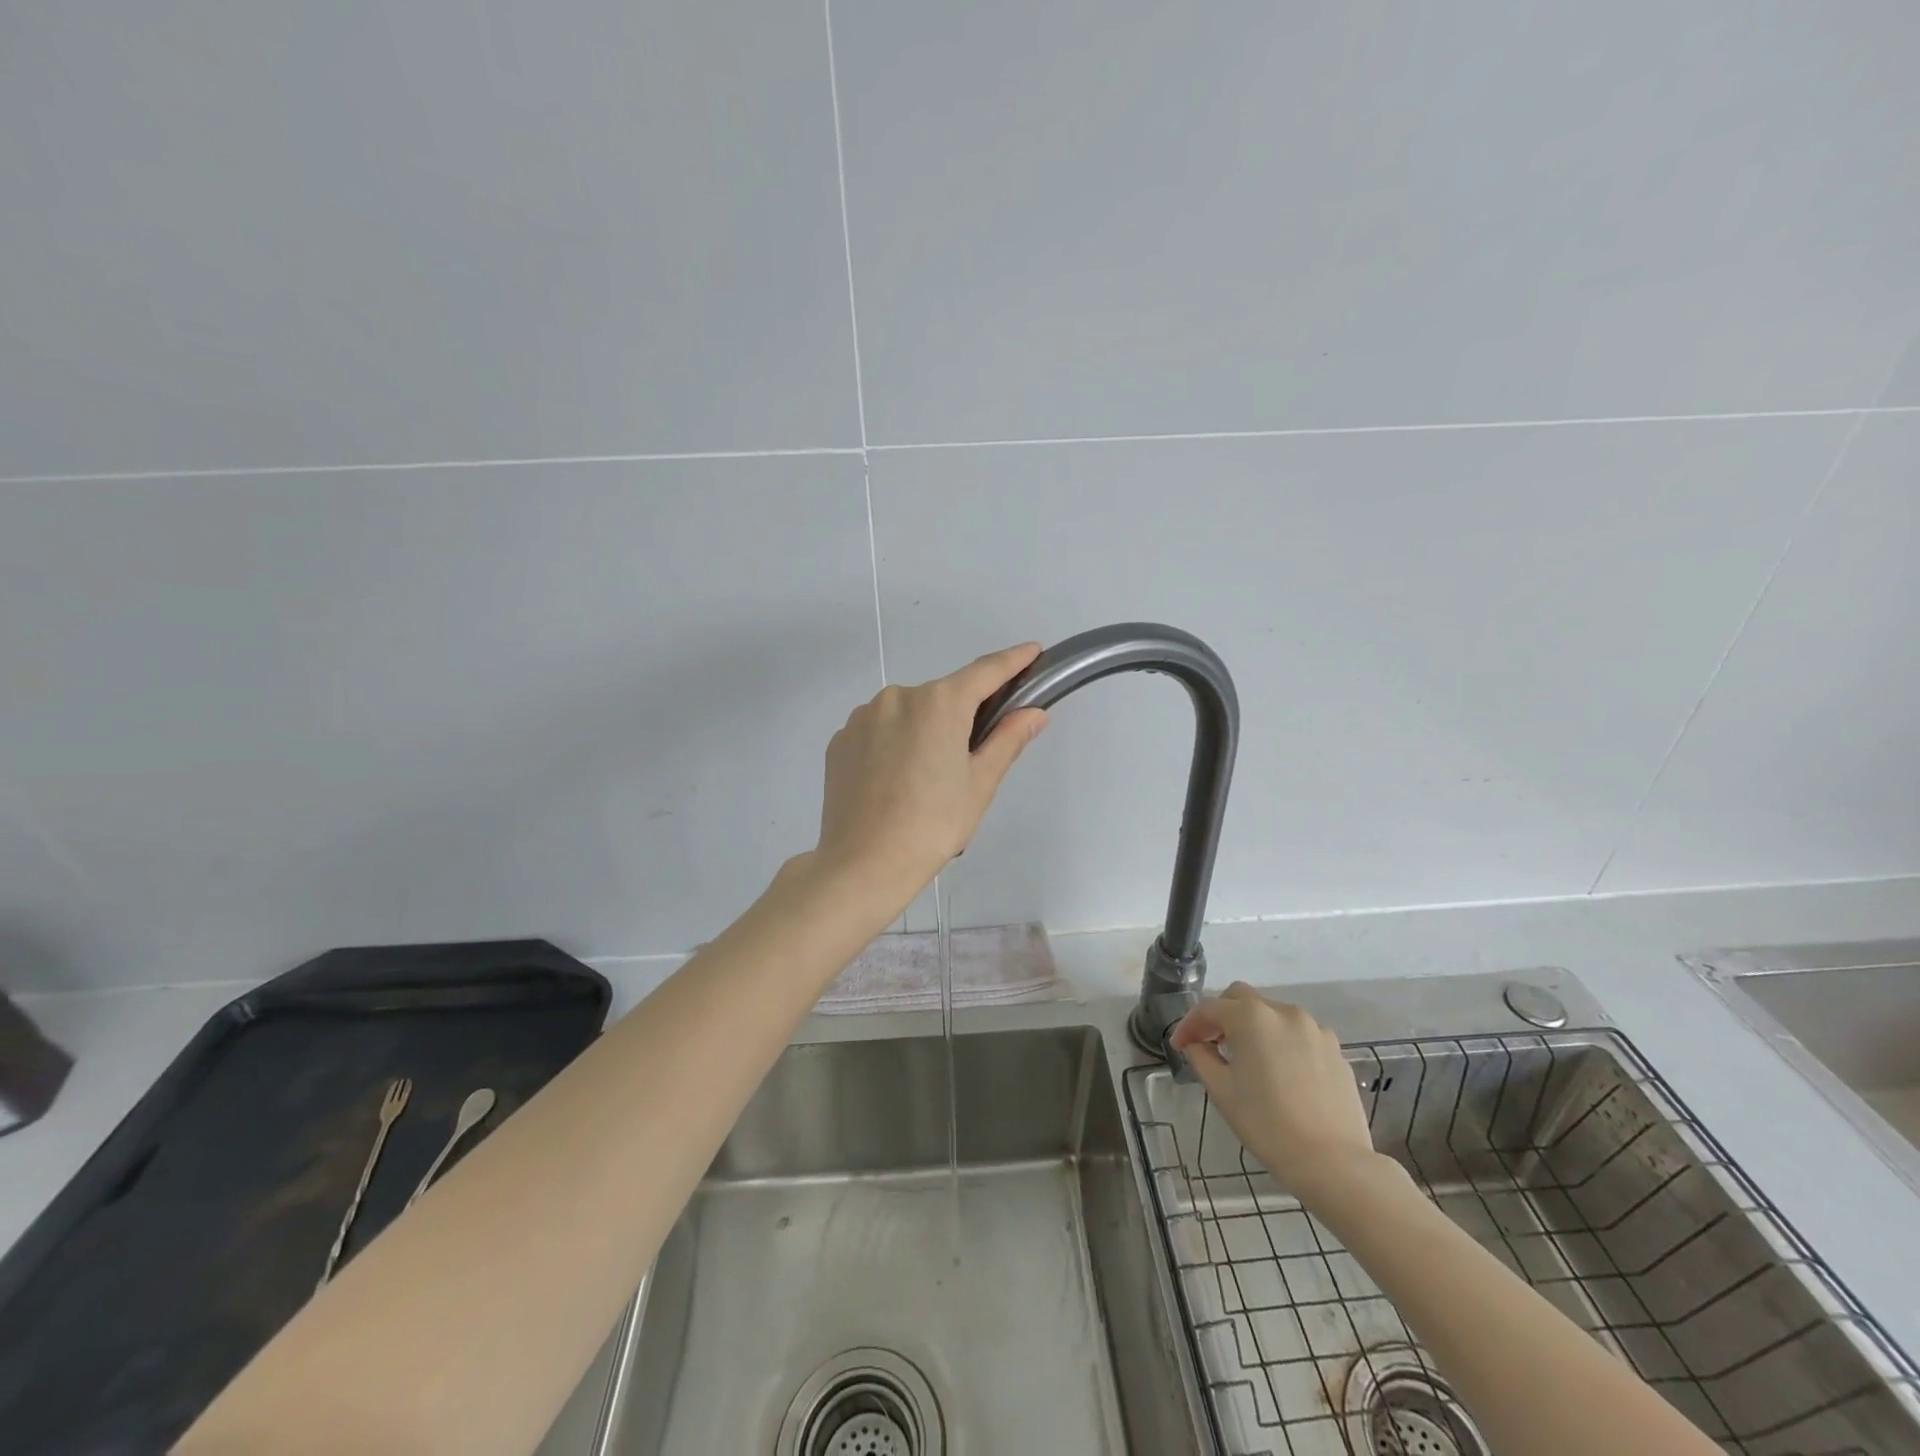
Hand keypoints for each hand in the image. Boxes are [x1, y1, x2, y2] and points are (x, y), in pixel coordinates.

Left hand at [815, 643, 1048, 900]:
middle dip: (961, 716)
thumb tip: (1034, 712)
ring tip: (923, 781)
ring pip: (907, 714)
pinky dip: (893, 744)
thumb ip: (1008, 740)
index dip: (1013, 661)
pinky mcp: (840, 739)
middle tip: (968, 760)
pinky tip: (893, 782)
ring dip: (923, 731)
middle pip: (942, 697)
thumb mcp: (980, 784)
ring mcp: (863, 717)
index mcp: (938, 703)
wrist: (863, 864)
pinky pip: (878, 730)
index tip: (1033, 651)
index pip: (985, 671)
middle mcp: (898, 697)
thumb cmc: (933, 825)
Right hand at [1170, 984, 1382, 1203]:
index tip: (1179, 1046)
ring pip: (1272, 1015)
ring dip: (1253, 1028)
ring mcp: (1314, 1029)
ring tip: (1247, 1059)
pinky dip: (1281, 1043)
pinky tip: (1280, 1073)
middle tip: (1210, 1043)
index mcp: (1251, 1016)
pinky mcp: (1335, 1051)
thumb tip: (1196, 1044)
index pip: (1209, 1008)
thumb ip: (1201, 1057)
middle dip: (1221, 1016)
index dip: (1189, 1025)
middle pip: (1242, 999)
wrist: (1332, 1162)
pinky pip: (1299, 1035)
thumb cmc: (1266, 1123)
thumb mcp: (1221, 1090)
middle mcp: (1284, 1012)